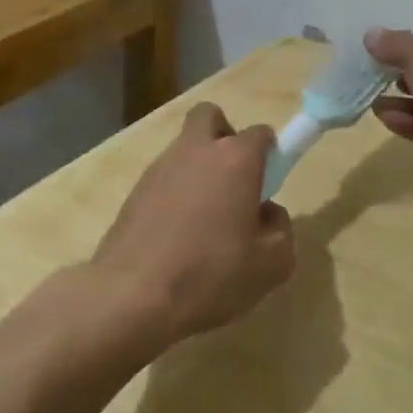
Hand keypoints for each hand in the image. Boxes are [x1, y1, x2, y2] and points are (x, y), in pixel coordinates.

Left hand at [90, 103, 296, 346]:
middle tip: (233, 180)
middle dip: (225, 136)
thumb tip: (266, 213)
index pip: (261, 133)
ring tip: (204, 219)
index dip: (270, 154)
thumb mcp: (271, 265)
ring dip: (198, 168)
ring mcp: (159, 167)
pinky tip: (176, 234)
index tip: (269, 184)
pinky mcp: (133, 190)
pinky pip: (163, 178)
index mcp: (235, 160)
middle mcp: (196, 151)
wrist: (132, 295)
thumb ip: (280, 230)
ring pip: (184, 148)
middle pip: (211, 117)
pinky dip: (174, 192)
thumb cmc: (211, 275)